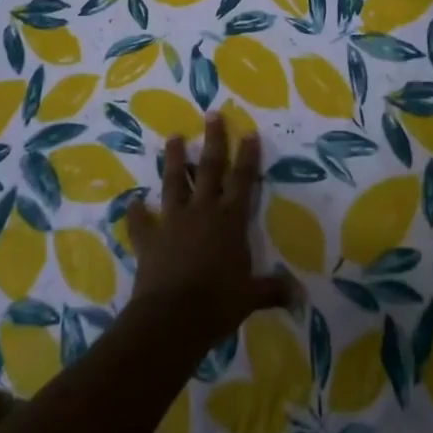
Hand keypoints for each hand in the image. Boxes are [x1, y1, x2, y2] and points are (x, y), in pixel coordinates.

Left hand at [125, 113, 291, 347]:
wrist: (172, 318)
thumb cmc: (218, 303)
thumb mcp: (251, 297)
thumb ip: (273, 290)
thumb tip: (300, 297)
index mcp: (230, 219)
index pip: (243, 180)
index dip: (247, 156)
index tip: (249, 132)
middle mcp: (202, 211)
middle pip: (208, 168)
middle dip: (212, 140)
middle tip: (211, 114)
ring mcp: (172, 222)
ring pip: (173, 182)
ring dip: (173, 159)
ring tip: (172, 137)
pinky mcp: (149, 239)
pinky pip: (140, 222)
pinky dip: (136, 212)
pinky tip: (132, 202)